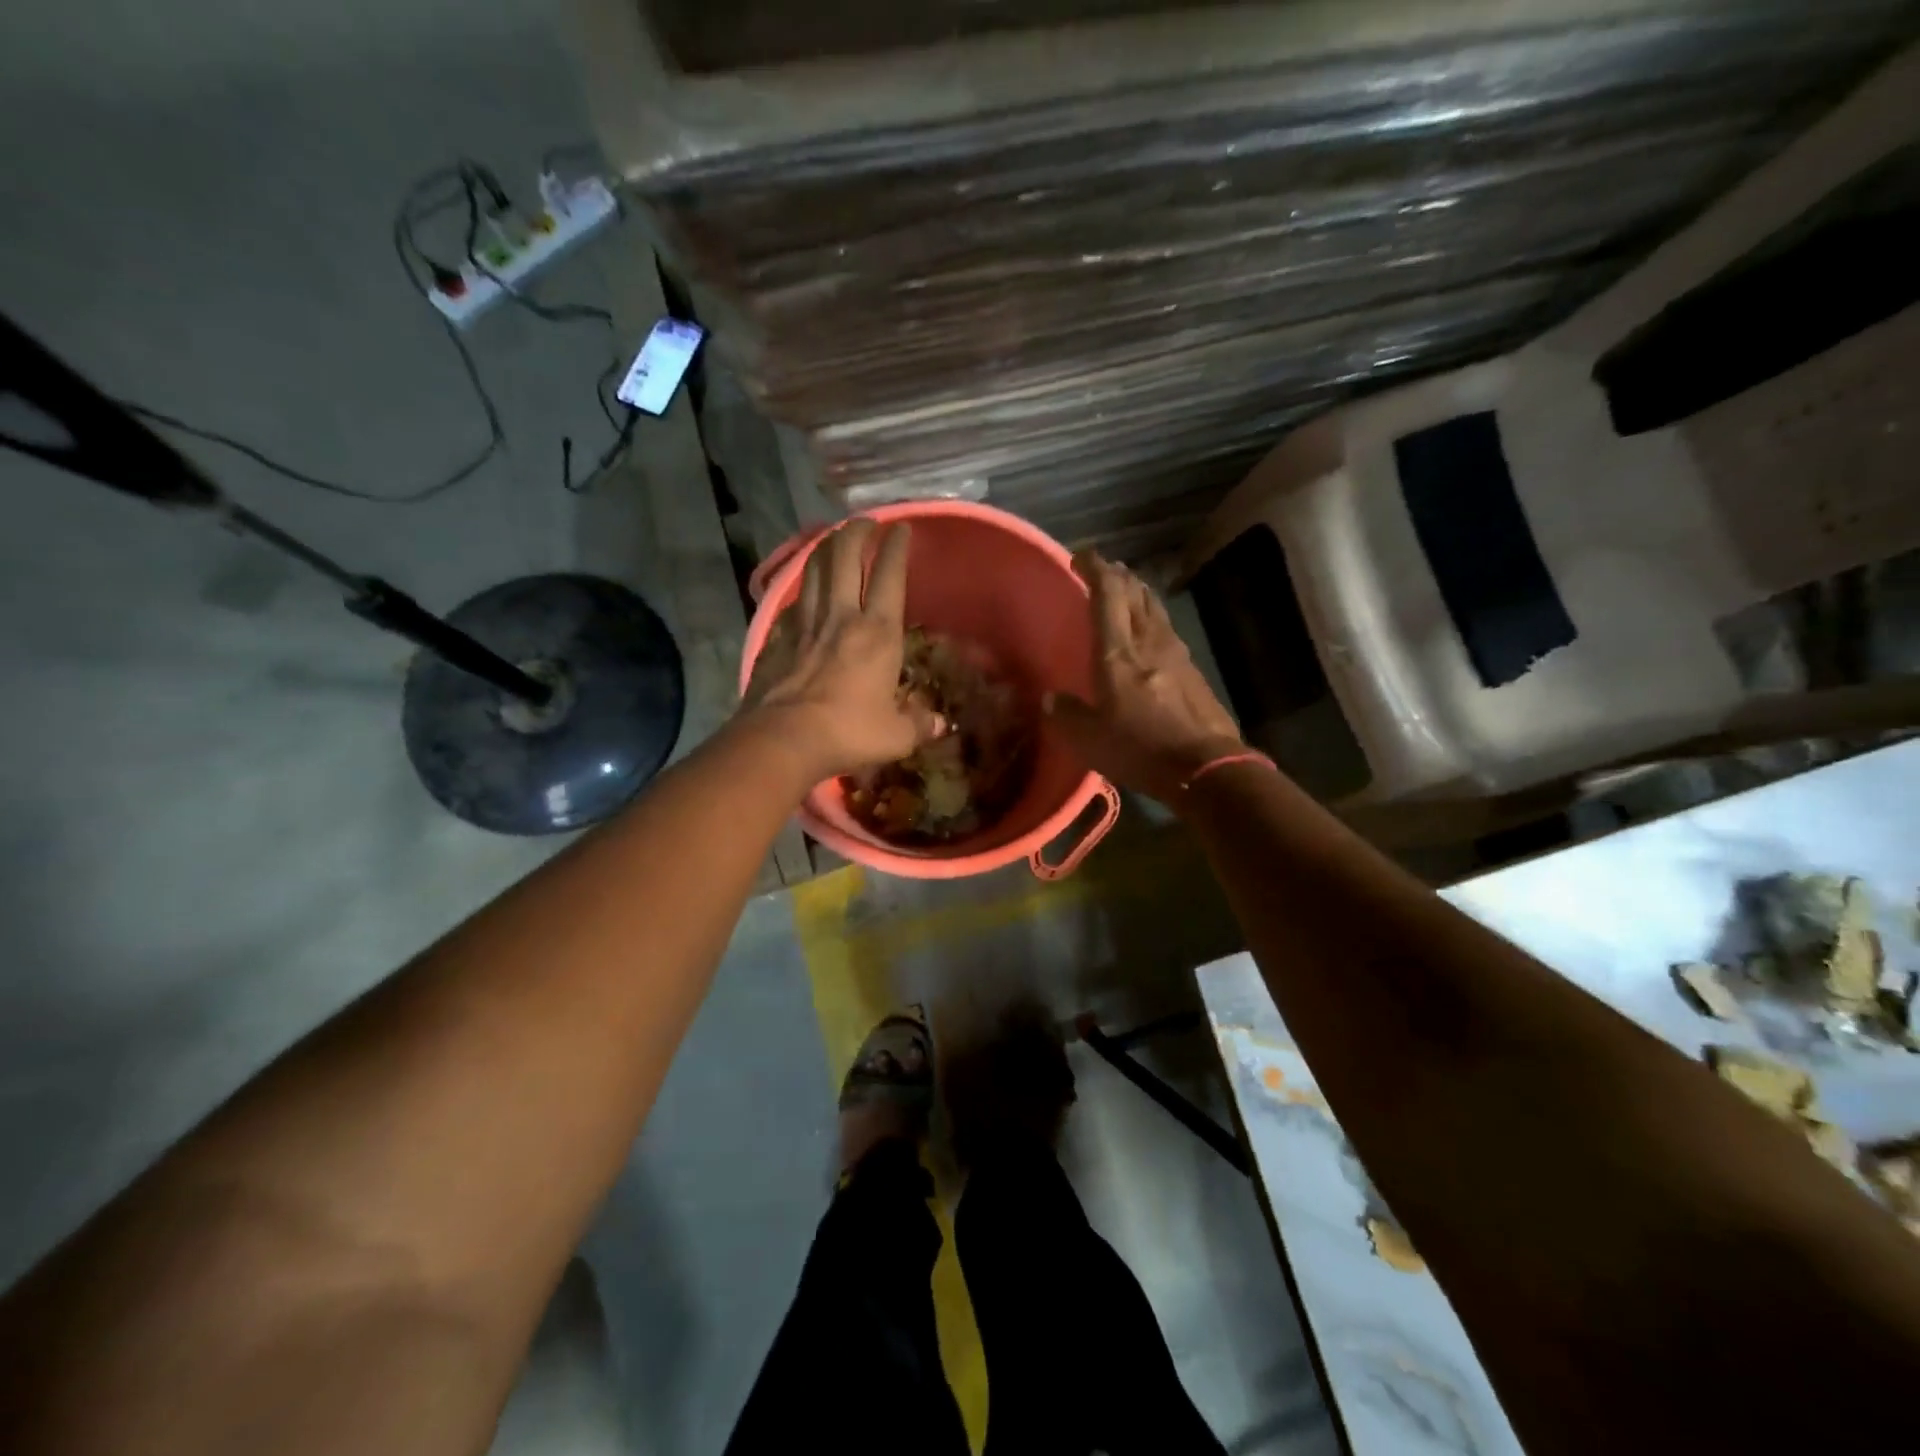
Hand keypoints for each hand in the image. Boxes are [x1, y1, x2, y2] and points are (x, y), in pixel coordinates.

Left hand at [740, 519, 941, 781]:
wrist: (783, 739)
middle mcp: (841, 617)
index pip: (890, 576)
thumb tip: (938, 723)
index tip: (901, 528)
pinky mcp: (778, 639)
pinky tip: (806, 590)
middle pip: (845, 557)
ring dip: (826, 548)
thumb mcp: (896, 736)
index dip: (896, 547)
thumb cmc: (848, 733)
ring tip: (835, 539)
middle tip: (865, 523)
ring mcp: (805, 625)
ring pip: (814, 570)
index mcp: (878, 633)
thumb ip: (918, 724)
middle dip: (856, 532)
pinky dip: (803, 587)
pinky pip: (794, 601)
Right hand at [1044, 551, 1247, 804]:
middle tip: (1102, 571)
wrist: (1206, 767)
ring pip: (1154, 608)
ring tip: (1125, 592)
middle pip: (1135, 593)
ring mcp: (1176, 653)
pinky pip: (1166, 630)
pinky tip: (1148, 633)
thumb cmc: (1140, 748)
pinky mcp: (1192, 670)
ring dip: (1138, 594)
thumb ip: (1067, 714)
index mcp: (1118, 651)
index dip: (1094, 568)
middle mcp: (1148, 641)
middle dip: (1117, 575)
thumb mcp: (1089, 739)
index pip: (1107, 593)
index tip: (1081, 556)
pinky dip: (1151, 620)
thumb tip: (1052, 699)